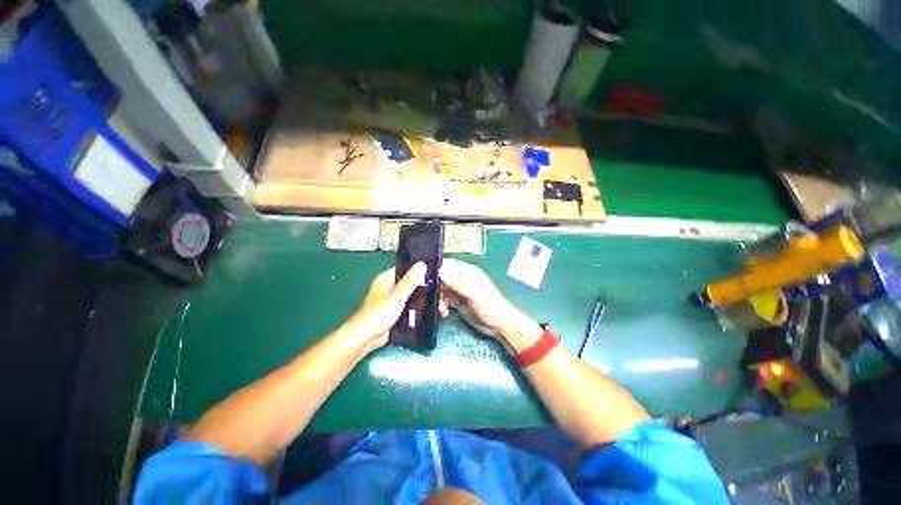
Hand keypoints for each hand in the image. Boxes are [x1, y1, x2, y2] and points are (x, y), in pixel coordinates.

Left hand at [340, 263, 447, 353]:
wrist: (366, 338)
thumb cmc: (379, 313)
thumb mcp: (397, 295)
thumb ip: (410, 280)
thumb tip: (422, 263)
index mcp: (386, 278)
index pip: (405, 268)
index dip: (419, 269)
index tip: (434, 273)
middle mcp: (388, 287)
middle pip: (409, 282)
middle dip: (422, 286)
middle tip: (438, 289)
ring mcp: (391, 300)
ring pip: (410, 295)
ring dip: (421, 298)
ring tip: (437, 299)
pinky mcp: (394, 312)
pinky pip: (408, 307)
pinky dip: (416, 308)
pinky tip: (428, 310)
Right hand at [439, 259, 517, 338]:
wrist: (500, 326)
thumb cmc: (492, 307)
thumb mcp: (475, 294)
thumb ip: (458, 283)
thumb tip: (441, 271)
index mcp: (469, 272)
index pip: (449, 264)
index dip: (438, 268)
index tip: (425, 277)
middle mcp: (463, 279)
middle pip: (443, 277)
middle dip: (437, 287)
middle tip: (434, 298)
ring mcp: (460, 291)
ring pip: (443, 289)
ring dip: (439, 298)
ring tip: (441, 309)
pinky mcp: (459, 302)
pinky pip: (445, 300)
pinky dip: (442, 305)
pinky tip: (444, 312)